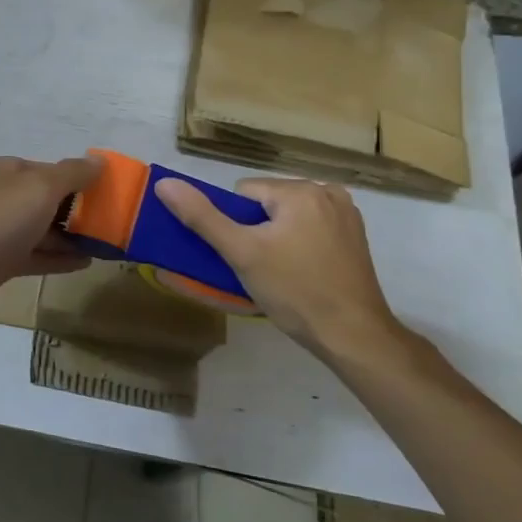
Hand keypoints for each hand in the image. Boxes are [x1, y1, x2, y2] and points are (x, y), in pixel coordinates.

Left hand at [0, 155, 98, 326]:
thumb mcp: (40, 188)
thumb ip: (73, 173)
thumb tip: (99, 160)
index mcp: (8, 170)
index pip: (53, 170)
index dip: (83, 181)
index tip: (115, 198)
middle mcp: (2, 196)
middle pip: (49, 200)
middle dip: (81, 211)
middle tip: (116, 226)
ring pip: (43, 229)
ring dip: (72, 237)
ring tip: (108, 246)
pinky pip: (35, 255)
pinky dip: (58, 258)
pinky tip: (86, 263)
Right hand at [153, 175, 411, 366]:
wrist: (354, 336)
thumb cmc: (295, 291)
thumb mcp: (241, 253)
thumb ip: (201, 216)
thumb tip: (165, 184)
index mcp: (300, 190)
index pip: (244, 193)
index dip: (236, 225)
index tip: (246, 256)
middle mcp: (327, 191)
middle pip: (268, 203)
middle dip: (258, 230)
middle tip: (263, 268)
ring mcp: (346, 213)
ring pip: (288, 216)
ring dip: (279, 237)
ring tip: (283, 273)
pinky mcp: (355, 236)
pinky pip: (311, 227)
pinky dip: (302, 243)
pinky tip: (304, 271)